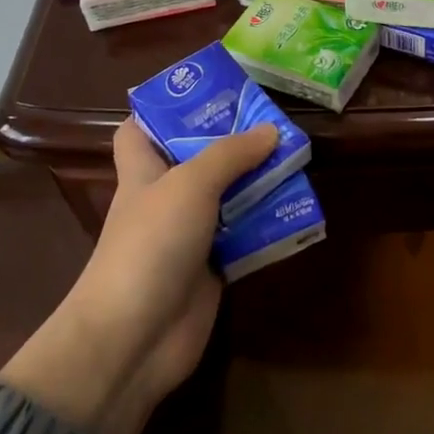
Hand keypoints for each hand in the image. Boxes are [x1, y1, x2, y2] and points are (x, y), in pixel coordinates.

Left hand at [0, 118, 277, 433]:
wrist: (135, 337)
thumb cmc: (150, 244)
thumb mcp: (189, 185)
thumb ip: (230, 154)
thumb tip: (270, 130)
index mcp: (143, 173)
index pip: (138, 132)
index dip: (163, 111)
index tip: (205, 96)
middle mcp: (165, 201)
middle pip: (197, 162)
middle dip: (232, 143)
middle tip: (274, 122)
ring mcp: (189, 237)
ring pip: (227, 199)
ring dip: (258, 183)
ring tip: (297, 158)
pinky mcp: (213, 270)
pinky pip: (245, 238)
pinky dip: (267, 225)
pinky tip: (298, 208)